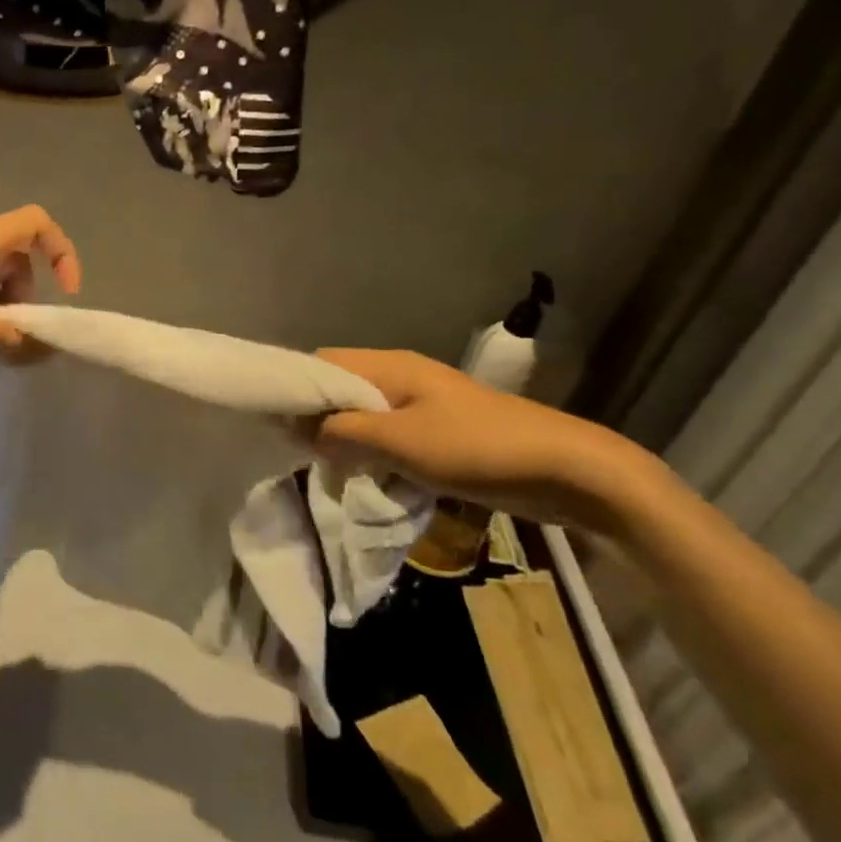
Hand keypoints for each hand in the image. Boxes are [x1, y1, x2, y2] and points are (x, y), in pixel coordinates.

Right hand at [313, 348, 664, 535]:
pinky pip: (388, 435)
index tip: (274, 425)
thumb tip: (305, 434)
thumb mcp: (400, 442)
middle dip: (316, 419)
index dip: (295, 389)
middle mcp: (401, 377)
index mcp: (390, 367)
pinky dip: (371, 453)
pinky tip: (368, 478)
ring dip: (344, 440)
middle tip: (300, 455)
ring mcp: (422, 404)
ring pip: (363, 415)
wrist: (566, 469)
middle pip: (340, 389)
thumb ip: (344, 434)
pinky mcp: (438, 432)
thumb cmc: (477, 448)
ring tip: (329, 471)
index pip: (322, 363)